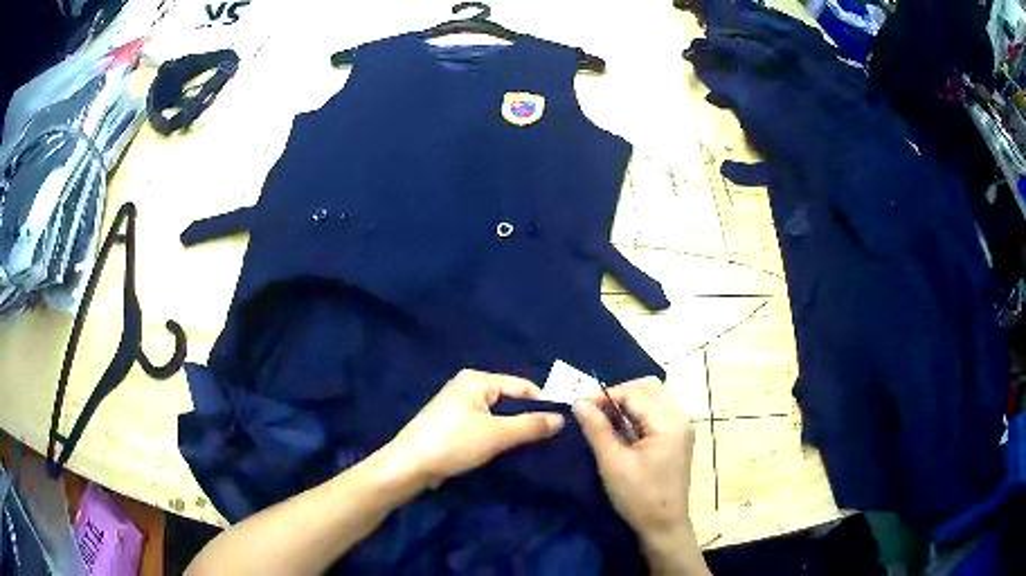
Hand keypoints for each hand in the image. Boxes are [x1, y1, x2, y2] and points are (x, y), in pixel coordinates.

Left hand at [386, 369, 564, 485]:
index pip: (521, 385)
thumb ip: (531, 426)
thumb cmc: (454, 443)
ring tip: (530, 445)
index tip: (561, 423)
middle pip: (509, 398)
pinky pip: (483, 423)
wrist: (410, 466)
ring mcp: (456, 404)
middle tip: (548, 437)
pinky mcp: (451, 423)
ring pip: (496, 413)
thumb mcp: (497, 435)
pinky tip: (503, 449)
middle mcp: (466, 386)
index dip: (542, 403)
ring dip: (512, 427)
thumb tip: (561, 418)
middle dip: (527, 416)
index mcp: (476, 380)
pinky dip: (496, 433)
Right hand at [573, 378, 695, 546]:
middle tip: (593, 409)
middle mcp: (680, 418)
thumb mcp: (613, 463)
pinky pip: (658, 412)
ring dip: (629, 401)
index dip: (605, 395)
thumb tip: (578, 402)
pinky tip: (621, 428)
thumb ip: (597, 429)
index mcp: (668, 422)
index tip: (579, 405)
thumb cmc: (638, 496)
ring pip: (655, 397)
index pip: (635, 392)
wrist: (663, 526)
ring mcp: (681, 427)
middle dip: (619, 393)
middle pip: (649, 387)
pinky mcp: (678, 438)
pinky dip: (638, 413)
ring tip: (604, 418)